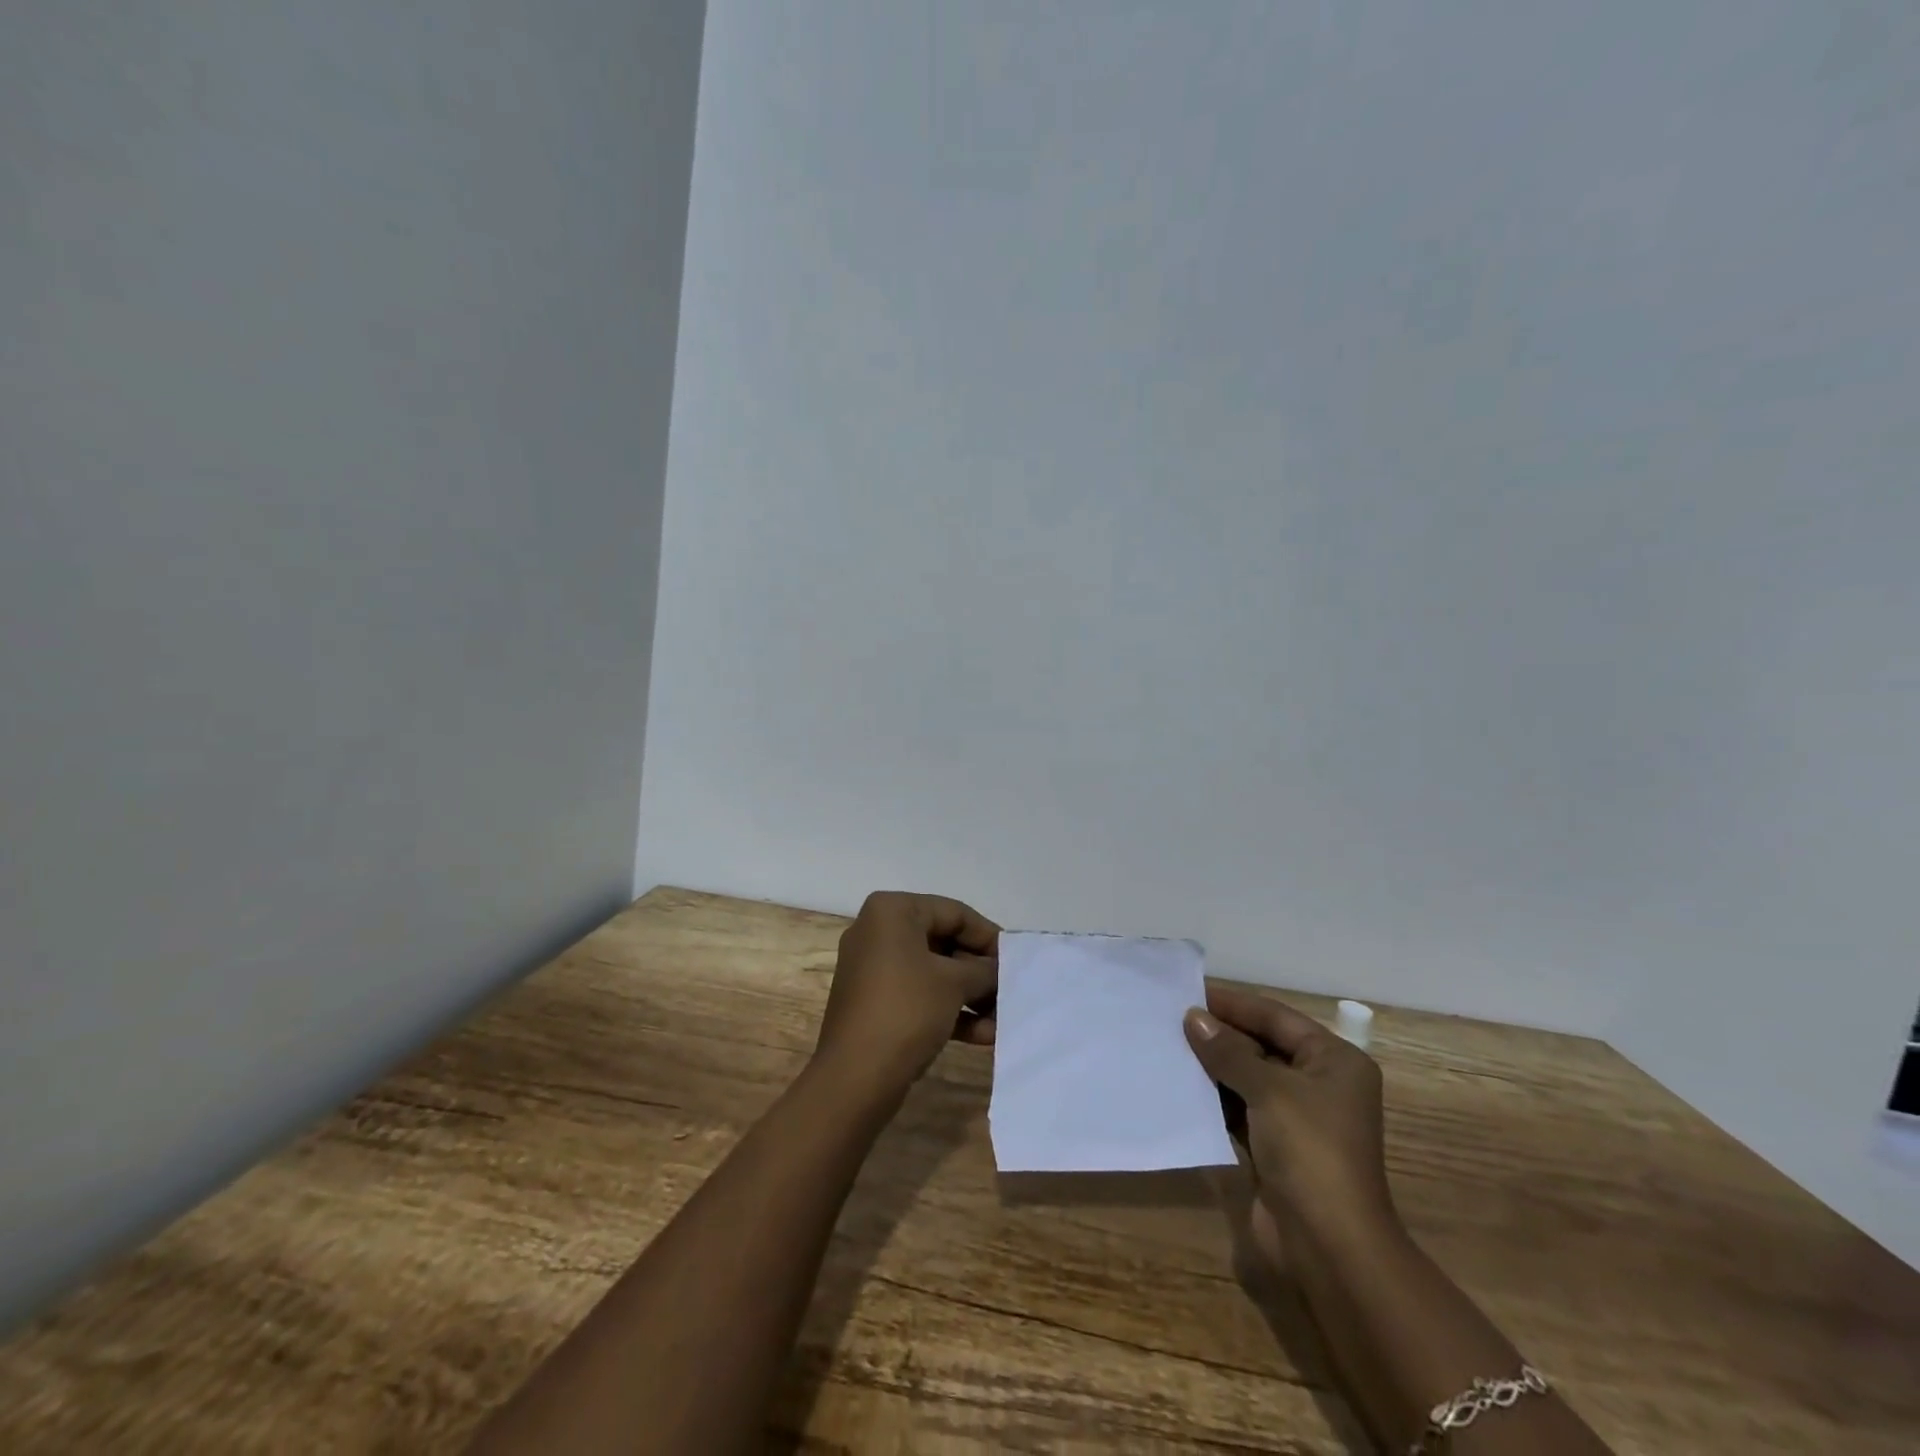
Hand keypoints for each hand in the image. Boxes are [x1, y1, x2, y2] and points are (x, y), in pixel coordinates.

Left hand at [813, 891, 999, 1098]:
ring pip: (934, 973)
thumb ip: (984, 969)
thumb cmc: (906, 1010)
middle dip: (979, 971)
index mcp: (892, 911)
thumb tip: (999, 969)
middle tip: (1010, 991)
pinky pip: (919, 996)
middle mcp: (878, 933)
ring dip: (970, 996)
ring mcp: (874, 970)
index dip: (988, 936)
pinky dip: (949, 1011)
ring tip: (1002, 1019)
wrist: (854, 1078)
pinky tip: (983, 1036)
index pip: (954, 912)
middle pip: (944, 942)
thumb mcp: (955, 983)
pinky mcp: (875, 1004)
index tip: (1015, 961)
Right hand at [1184, 986, 1397, 1273]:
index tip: (1188, 993)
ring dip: (1212, 1066)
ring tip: (1168, 1046)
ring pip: (1247, 1078)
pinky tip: (1180, 1086)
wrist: (1329, 1248)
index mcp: (1334, 1061)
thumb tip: (1192, 1017)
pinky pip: (1240, 1110)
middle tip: (1171, 1020)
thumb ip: (1228, 1050)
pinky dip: (1214, 1098)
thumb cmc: (1309, 1151)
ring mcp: (1297, 1120)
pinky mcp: (1275, 1149)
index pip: (1276, 1017)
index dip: (1233, 1004)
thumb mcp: (1268, 1090)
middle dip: (1219, 1035)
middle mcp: (1319, 1085)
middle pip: (1262, 1045)